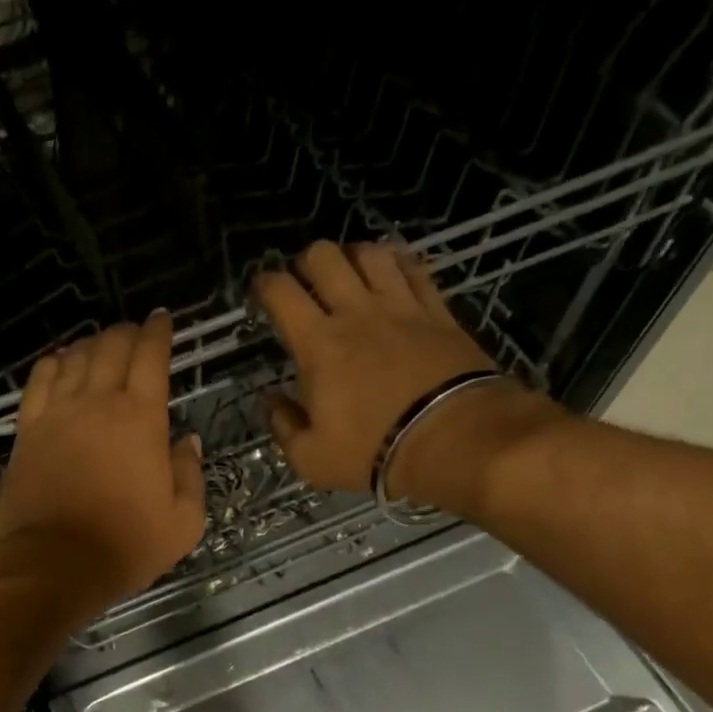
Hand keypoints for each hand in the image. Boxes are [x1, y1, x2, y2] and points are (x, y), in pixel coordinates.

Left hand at [0, 312, 206, 614]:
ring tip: (101, 346)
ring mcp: (57, 413)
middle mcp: (98, 402)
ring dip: (91, 344)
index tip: (163, 319)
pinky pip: (39, 380)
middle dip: (127, 332)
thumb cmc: (126, 545)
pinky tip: (60, 362)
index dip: (159, 332)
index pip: (151, 357)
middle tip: (135, 333)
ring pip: (75, 358)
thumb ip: (190, 474)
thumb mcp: (183, 521)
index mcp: (141, 418)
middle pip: (111, 347)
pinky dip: (53, 363)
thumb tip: (185, 440)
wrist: (55, 563)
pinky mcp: (28, 431)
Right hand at [256, 241, 558, 511]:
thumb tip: (270, 400)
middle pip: (324, 257)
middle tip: (304, 286)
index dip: (263, 284)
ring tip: (348, 276)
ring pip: (369, 254)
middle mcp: (355, 312)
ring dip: (352, 257)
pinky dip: (396, 264)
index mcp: (317, 344)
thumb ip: (283, 425)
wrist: (452, 439)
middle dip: (305, 263)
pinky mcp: (436, 311)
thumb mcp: (310, 457)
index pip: (281, 293)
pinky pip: (413, 269)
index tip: (260, 293)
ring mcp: (400, 306)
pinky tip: (392, 273)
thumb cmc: (371, 451)